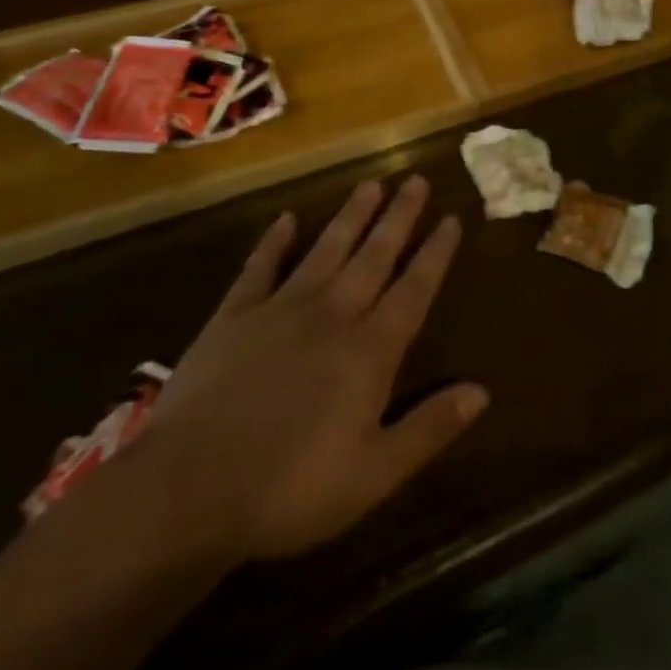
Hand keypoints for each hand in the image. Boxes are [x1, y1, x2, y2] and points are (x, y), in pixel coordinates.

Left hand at [136, 176, 487, 563]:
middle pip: (374, 255)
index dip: (435, 253)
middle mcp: (333, 314)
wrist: (187, 490)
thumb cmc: (289, 489)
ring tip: (371, 183)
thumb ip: (429, 428)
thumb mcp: (373, 474)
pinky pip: (260, 268)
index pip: (414, 288)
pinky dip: (273, 241)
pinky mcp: (234, 316)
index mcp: (370, 350)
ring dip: (351, 215)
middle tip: (416, 179)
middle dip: (399, 216)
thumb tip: (482, 392)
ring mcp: (281, 309)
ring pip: (326, 249)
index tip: (451, 217)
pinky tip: (286, 218)